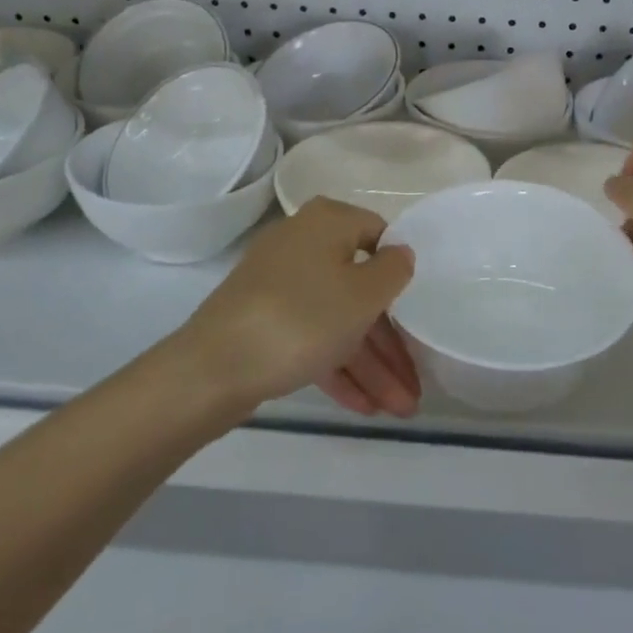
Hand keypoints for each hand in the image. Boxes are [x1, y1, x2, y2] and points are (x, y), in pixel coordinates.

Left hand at [179, 197, 419, 416]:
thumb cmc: (302, 319)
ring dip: (371, 364)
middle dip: (391, 342)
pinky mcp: (264, 321)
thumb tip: (400, 253)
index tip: (420, 308)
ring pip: (338, 320)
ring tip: (400, 410)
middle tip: (415, 382)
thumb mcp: (364, 294)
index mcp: (327, 223)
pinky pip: (312, 337)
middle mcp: (303, 245)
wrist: (212, 368)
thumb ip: (394, 270)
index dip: (401, 272)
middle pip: (360, 288)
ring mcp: (279, 285)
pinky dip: (337, 367)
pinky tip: (364, 407)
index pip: (379, 235)